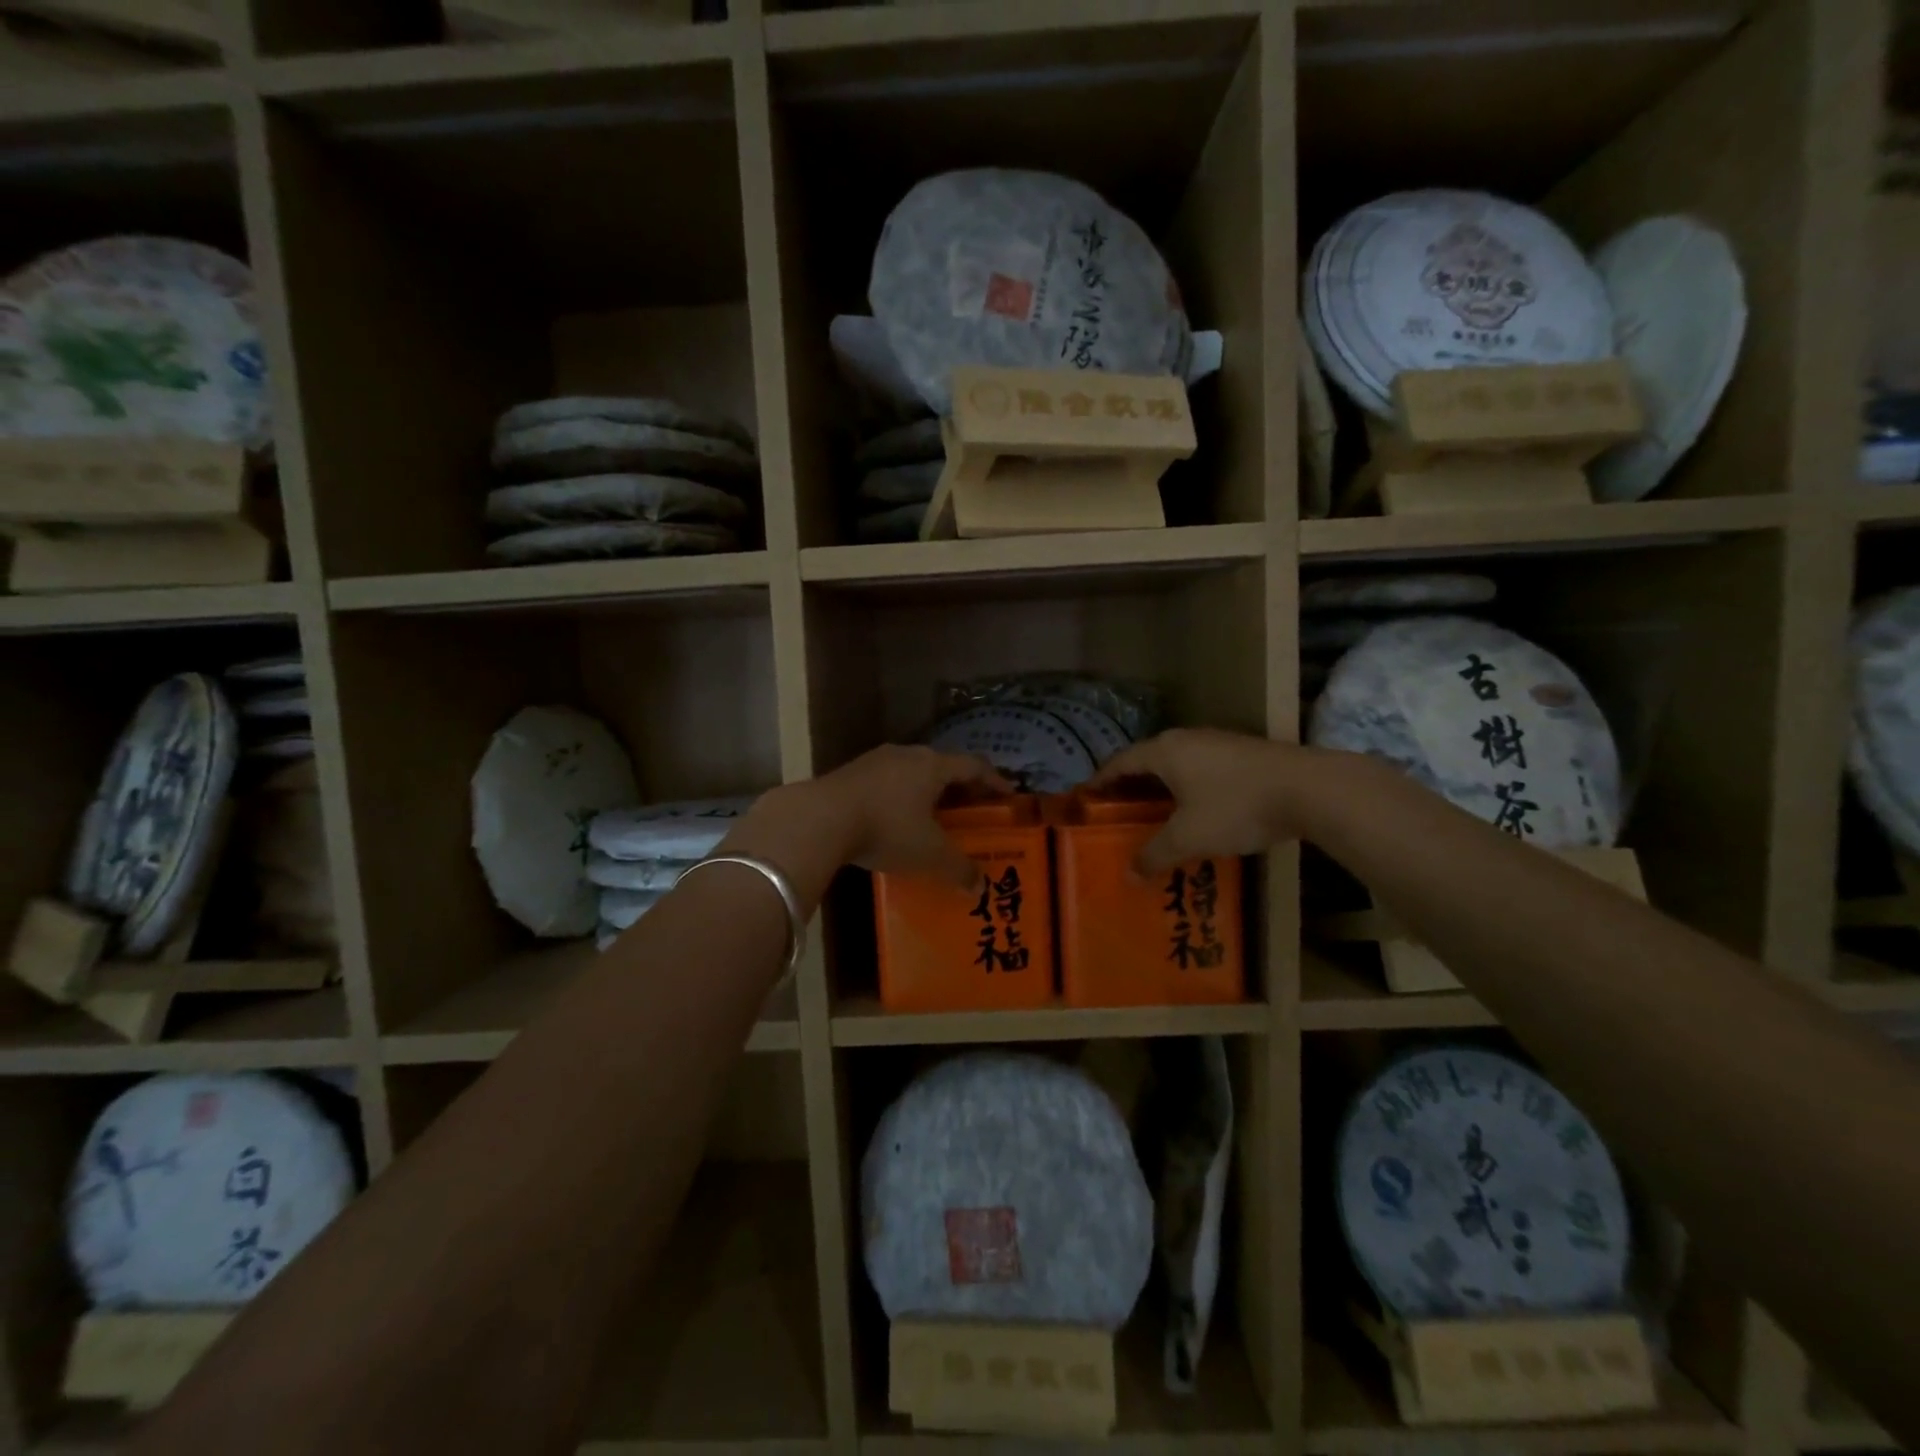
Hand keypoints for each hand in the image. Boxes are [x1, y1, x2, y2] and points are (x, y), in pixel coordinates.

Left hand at [752, 745, 1010, 892]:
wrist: (818, 819)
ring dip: (926, 792)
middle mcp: (907, 755)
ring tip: (932, 816)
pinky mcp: (848, 774)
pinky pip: (886, 782)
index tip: (1008, 795)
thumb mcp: (929, 854)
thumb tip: (979, 886)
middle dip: (960, 788)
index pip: (974, 766)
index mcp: (933, 766)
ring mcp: (874, 761)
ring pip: (911, 772)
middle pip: (943, 766)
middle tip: (971, 810)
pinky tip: (893, 821)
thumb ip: (958, 869)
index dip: (994, 780)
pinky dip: (899, 798)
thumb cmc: (886, 829)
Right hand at [1089, 728, 1312, 873]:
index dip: (1100, 781)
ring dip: (1161, 788)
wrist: (1310, 788)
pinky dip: (1188, 788)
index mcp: (1164, 752)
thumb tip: (1128, 875)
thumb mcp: (1189, 837)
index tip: (1085, 799)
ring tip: (1154, 815)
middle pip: (1147, 761)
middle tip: (1116, 812)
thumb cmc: (1236, 807)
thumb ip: (1155, 855)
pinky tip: (1196, 811)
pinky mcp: (1243, 753)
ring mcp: (1218, 743)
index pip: (1119, 762)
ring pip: (1177, 764)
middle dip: (1130, 786)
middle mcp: (1186, 739)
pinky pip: (1201, 769)